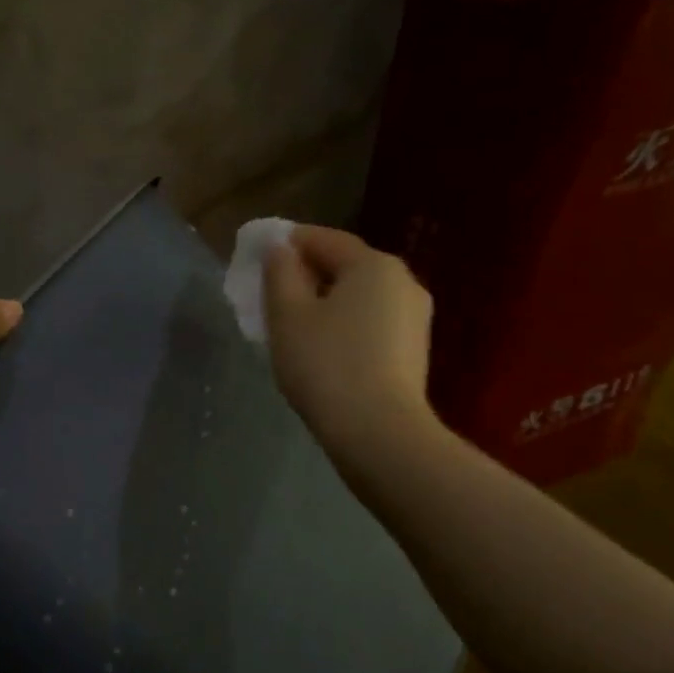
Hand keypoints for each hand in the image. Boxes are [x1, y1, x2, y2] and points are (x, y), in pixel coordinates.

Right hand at [263, 225, 438, 456]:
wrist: (378, 433)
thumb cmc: (326, 365)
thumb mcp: (288, 315)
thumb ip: (279, 273)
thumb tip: (279, 249)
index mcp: (373, 264)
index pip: (323, 239)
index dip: (288, 243)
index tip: (258, 254)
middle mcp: (403, 281)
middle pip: (345, 266)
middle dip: (307, 275)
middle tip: (271, 294)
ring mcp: (414, 317)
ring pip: (358, 297)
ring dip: (325, 302)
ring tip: (293, 325)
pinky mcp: (414, 350)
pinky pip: (370, 323)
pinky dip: (343, 324)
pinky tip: (322, 348)